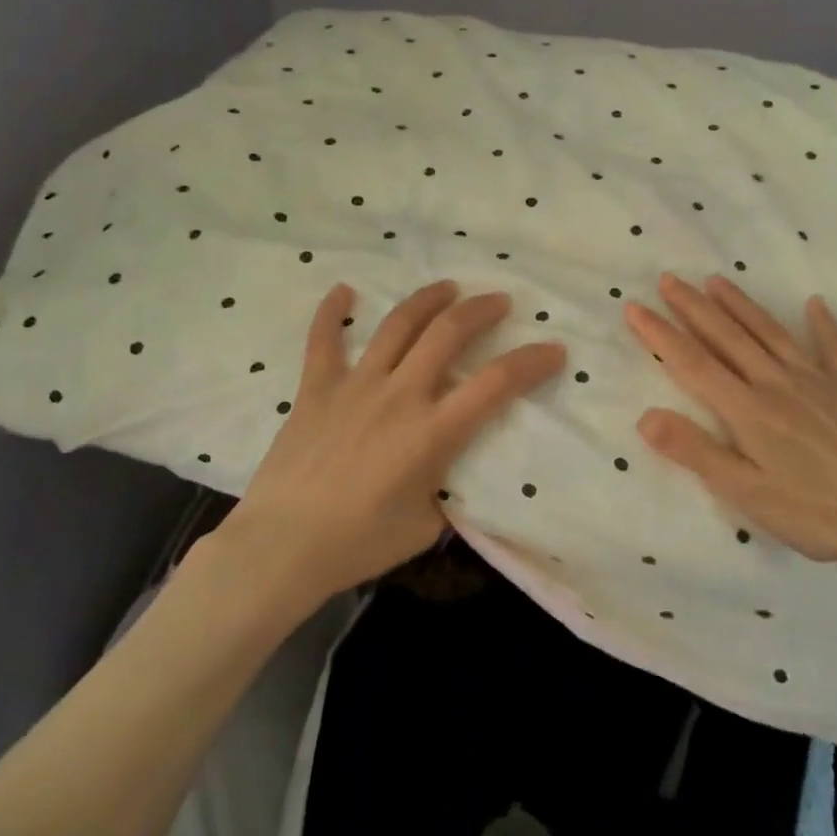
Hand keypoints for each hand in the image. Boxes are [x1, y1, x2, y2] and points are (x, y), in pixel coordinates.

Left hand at [218, 280, 564, 603]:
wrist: (281, 547)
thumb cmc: (359, 544)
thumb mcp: (425, 527)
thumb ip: (444, 491)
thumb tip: (447, 473)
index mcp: (433, 432)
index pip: (496, 383)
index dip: (532, 362)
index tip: (554, 349)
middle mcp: (400, 395)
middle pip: (448, 333)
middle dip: (481, 311)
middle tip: (500, 302)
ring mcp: (355, 386)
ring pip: (398, 325)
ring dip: (428, 300)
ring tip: (448, 287)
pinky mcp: (316, 389)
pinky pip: (324, 340)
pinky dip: (333, 312)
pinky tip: (344, 290)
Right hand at [624, 273, 836, 574]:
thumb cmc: (816, 512)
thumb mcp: (746, 493)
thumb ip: (696, 452)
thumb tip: (645, 416)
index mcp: (747, 410)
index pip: (693, 363)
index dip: (660, 334)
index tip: (634, 307)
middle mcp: (776, 382)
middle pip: (727, 336)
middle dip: (693, 307)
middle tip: (668, 279)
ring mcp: (817, 380)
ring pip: (769, 332)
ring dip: (740, 304)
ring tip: (716, 280)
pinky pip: (833, 346)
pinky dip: (822, 323)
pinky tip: (814, 303)